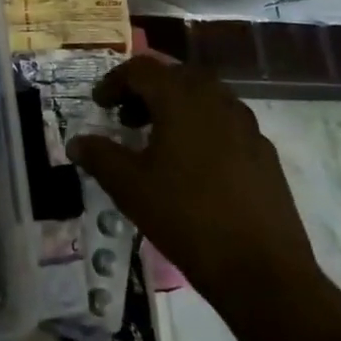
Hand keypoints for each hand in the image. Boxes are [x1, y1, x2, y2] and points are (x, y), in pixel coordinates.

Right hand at [67, 57, 325, 313]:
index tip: (99, 104)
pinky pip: (226, 122)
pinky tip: (194, 166)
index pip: (141, 69)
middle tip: (127, 118)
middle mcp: (216, 99)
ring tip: (158, 141)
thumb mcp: (129, 187)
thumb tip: (76, 142)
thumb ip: (100, 156)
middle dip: (147, 90)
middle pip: (175, 76)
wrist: (263, 271)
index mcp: (181, 98)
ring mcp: (246, 124)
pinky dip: (202, 127)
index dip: (115, 82)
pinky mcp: (264, 152)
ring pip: (204, 97)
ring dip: (176, 107)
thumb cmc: (186, 218)